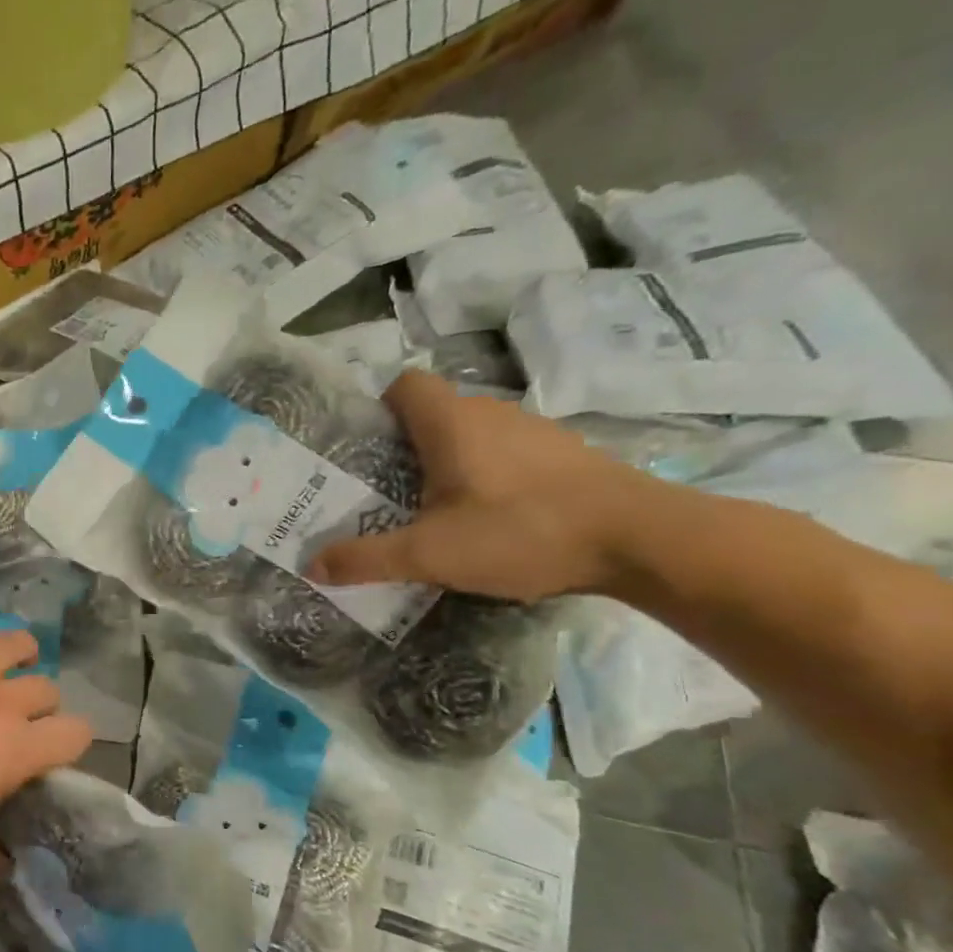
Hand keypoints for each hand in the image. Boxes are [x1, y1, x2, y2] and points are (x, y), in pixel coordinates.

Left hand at [0, 606, 92, 897]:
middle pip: (44, 688)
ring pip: (8, 645)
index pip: (76, 733)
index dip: (70, 745)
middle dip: (42, 706)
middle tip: (20, 723)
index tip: (52, 757)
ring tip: (13, 662)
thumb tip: (2, 859)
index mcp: (12, 753)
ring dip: (19, 655)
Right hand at [307, 371, 651, 602]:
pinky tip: (491, 517)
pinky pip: (505, 452)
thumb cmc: (521, 532)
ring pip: (471, 434)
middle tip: (383, 492)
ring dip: (447, 463)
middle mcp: (490, 412)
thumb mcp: (430, 554)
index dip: (377, 409)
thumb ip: (366, 559)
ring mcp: (533, 430)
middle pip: (432, 413)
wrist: (641, 539)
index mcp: (450, 422)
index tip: (363, 450)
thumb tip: (311, 565)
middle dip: (404, 447)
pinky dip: (487, 474)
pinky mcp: (563, 454)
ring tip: (434, 510)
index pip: (403, 385)